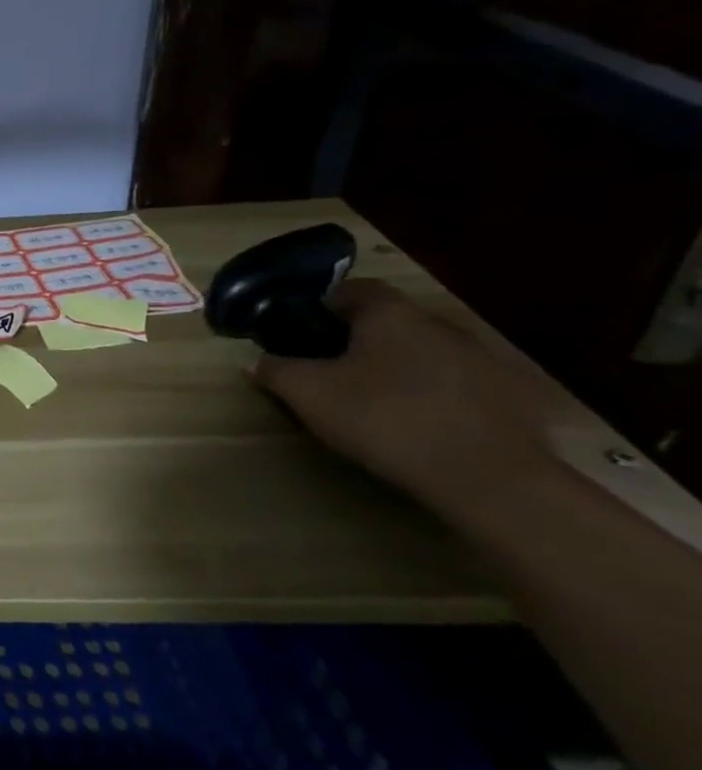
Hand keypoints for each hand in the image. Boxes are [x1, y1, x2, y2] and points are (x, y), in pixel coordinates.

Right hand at [251, 279, 553, 513]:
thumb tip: (257, 361)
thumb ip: (275, 369)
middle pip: (389, 321)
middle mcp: (439, 324)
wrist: (491, 479)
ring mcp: (484, 360)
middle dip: (360, 339)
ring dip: (401, 368)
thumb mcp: (308, 394)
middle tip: (333, 369)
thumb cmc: (385, 419)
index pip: (351, 289)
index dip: (322, 306)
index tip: (303, 333)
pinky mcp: (513, 398)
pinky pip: (459, 385)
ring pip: (425, 352)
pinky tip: (422, 425)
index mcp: (390, 313)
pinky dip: (437, 396)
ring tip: (377, 401)